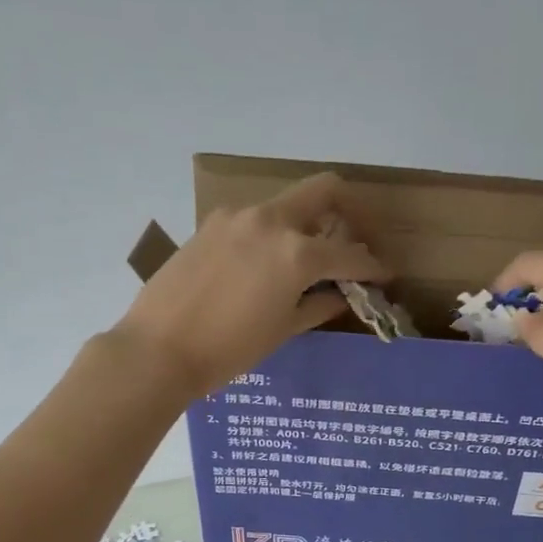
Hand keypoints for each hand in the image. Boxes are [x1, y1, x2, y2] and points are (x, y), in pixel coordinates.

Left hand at [112, 172, 388, 396]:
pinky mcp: (211, 224)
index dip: (374, 266)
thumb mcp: (283, 330)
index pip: (351, 253)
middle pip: (323, 191)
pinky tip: (263, 266)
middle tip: (353, 243)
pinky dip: (271, 234)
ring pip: (286, 205)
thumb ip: (319, 304)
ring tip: (303, 262)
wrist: (158, 349)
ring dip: (305, 225)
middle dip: (349, 213)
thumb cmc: (228, 350)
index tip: (385, 275)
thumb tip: (342, 294)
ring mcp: (237, 217)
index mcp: (297, 253)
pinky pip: (254, 220)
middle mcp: (271, 221)